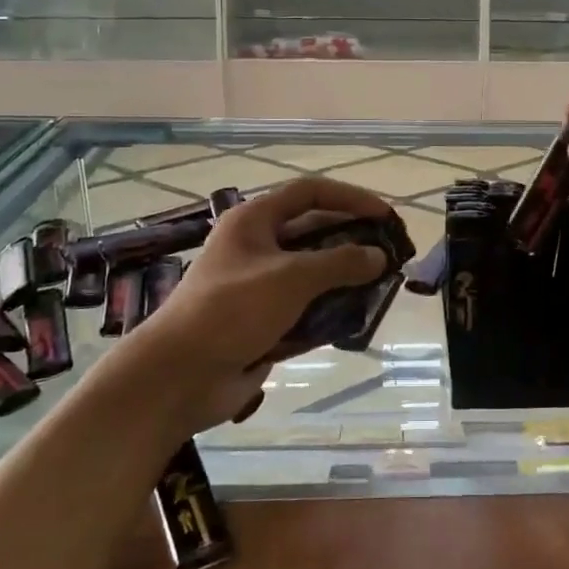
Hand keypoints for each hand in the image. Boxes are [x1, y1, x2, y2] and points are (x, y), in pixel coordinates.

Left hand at [119, 176, 393, 436]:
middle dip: (352, 241)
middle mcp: (257, 247)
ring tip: (382, 288)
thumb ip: (340, 263)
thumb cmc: (232, 310)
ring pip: (312, 273)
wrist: (179, 375)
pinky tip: (356, 320)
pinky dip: (329, 311)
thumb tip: (379, 256)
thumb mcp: (291, 277)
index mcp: (254, 221)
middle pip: (313, 232)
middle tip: (389, 255)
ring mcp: (259, 286)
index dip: (350, 198)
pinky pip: (304, 308)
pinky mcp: (262, 321)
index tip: (385, 215)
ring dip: (344, 279)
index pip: (310, 193)